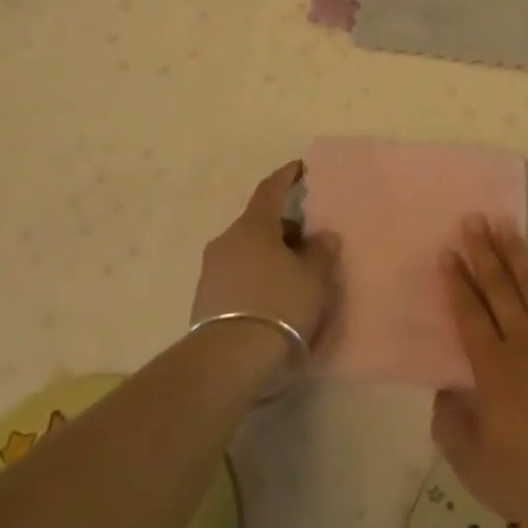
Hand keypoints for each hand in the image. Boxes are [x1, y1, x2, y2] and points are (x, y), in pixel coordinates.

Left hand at [191, 160, 339, 346]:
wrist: (228, 360)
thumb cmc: (278, 305)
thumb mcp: (313, 278)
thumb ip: (321, 252)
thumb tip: (323, 236)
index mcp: (253, 225)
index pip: (271, 188)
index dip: (287, 176)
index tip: (300, 168)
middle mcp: (227, 240)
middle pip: (259, 223)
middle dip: (283, 228)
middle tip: (307, 242)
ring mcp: (211, 270)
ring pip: (246, 251)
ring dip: (268, 256)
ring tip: (292, 277)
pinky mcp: (204, 300)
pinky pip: (236, 276)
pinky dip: (255, 279)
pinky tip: (271, 301)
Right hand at [434, 218, 527, 527]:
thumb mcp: (472, 464)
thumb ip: (449, 424)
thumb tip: (444, 389)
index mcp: (492, 366)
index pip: (468, 312)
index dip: (456, 281)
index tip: (447, 251)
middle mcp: (523, 342)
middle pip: (499, 287)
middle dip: (483, 251)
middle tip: (473, 219)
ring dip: (518, 253)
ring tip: (506, 224)